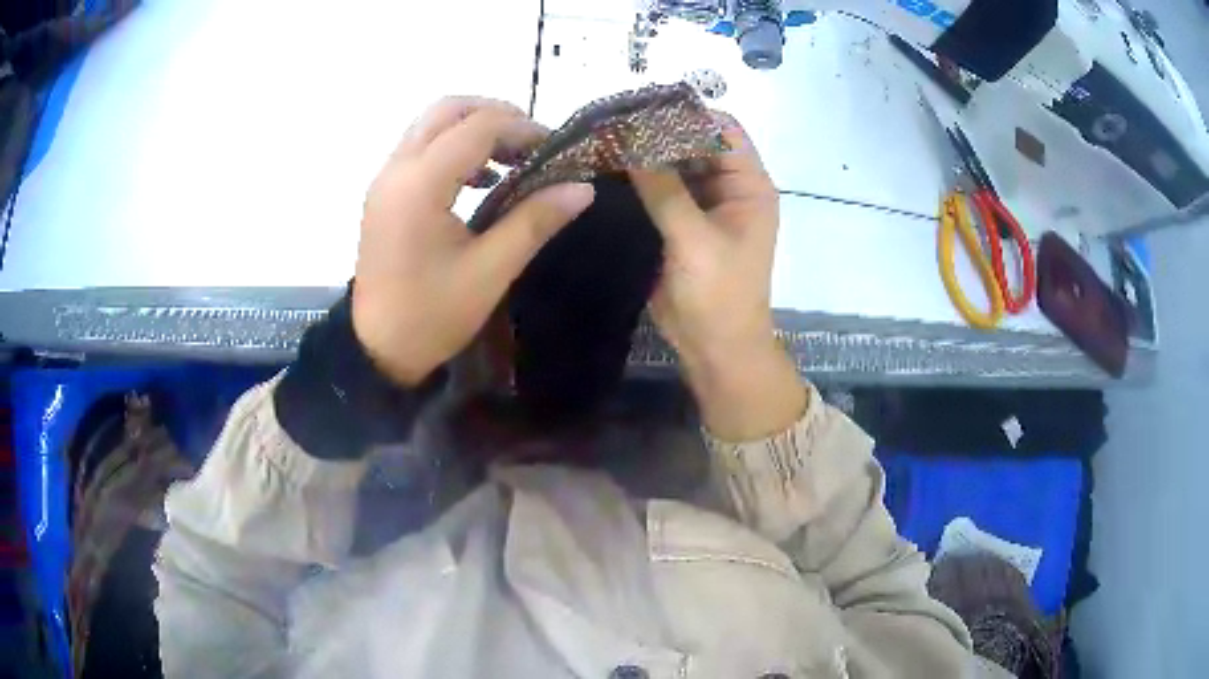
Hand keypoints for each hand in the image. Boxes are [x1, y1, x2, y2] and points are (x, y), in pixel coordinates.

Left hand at [353, 97, 594, 385]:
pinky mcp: (384, 192)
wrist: (376, 349)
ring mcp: (386, 178)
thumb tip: (583, 188)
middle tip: (532, 145)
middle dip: (496, 115)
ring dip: (474, 127)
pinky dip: (454, 146)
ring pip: (432, 123)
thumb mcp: (490, 271)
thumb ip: (535, 221)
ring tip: (512, 158)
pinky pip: (421, 147)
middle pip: (448, 109)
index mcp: (420, 185)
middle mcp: (397, 168)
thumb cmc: (432, 316)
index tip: (556, 151)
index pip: (477, 127)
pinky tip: (481, 179)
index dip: (523, 129)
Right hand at [629, 118, 805, 439]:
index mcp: (749, 185)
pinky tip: (607, 170)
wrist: (715, 347)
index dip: (686, 114)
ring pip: (675, 165)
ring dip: (645, 155)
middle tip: (611, 123)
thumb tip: (628, 140)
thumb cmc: (718, 293)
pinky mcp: (680, 224)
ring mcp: (703, 205)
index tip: (641, 109)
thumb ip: (663, 187)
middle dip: (658, 133)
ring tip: (603, 140)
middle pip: (695, 143)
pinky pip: (660, 190)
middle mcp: (729, 188)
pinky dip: (638, 180)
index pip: (722, 129)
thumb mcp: (693, 238)